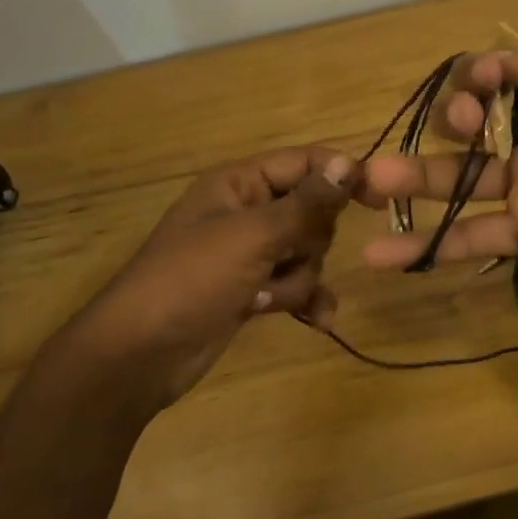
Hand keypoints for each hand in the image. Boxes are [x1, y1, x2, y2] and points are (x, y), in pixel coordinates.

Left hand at [60, 147, 354, 413]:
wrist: (138, 355)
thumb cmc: (191, 280)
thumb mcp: (252, 236)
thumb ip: (306, 203)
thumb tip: (349, 163)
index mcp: (239, 184)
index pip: (303, 163)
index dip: (341, 175)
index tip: (379, 197)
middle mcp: (247, 212)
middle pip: (312, 212)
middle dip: (308, 242)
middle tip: (282, 258)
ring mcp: (249, 254)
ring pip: (307, 253)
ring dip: (298, 278)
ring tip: (266, 297)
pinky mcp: (252, 290)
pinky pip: (297, 285)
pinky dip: (306, 300)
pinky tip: (318, 321)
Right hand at [358, 43, 517, 302]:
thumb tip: (497, 64)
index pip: (498, 79)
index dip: (480, 77)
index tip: (483, 87)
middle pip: (469, 126)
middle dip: (450, 119)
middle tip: (463, 126)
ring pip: (457, 181)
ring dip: (410, 181)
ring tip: (368, 183)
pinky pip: (472, 236)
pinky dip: (429, 246)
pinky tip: (384, 255)